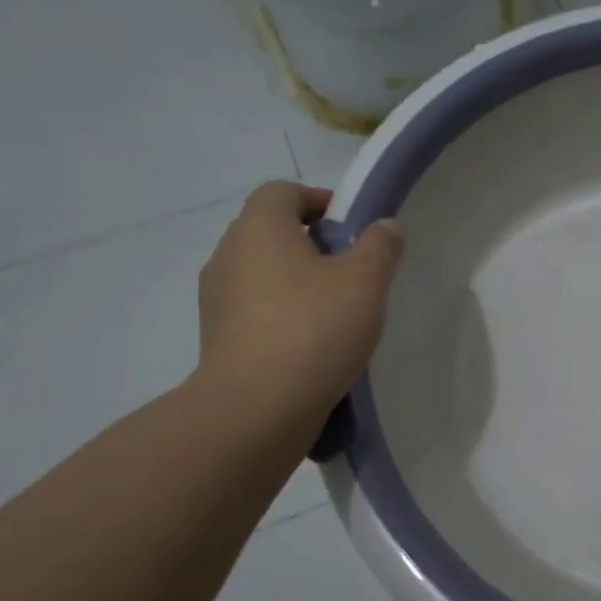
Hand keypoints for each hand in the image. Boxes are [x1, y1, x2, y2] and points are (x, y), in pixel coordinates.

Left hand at [193, 182, 401, 436]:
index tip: (352, 228)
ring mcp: (217, 299)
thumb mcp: (366, 281)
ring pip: (263, 273)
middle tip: (353, 269)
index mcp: (259, 229)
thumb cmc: (314, 328)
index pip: (283, 192)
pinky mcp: (218, 337)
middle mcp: (228, 255)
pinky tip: (314, 342)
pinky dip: (283, 314)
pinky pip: (255, 310)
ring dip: (297, 281)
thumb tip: (384, 226)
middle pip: (271, 231)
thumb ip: (380, 245)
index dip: (319, 200)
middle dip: (312, 243)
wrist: (257, 408)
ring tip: (337, 310)